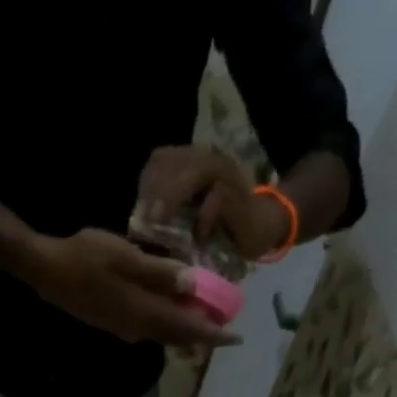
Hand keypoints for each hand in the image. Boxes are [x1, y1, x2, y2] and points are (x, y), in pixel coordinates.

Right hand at [28, 230, 241, 347]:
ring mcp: (124, 327)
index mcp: (144, 312)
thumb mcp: (127, 258)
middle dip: (202, 334)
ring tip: (203, 319)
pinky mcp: (114, 321)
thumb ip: (161, 273)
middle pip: (177, 337)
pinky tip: (170, 310)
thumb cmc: (86, 257)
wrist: (47, 271)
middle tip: (224, 329)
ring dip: (184, 330)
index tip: (236, 338)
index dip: (213, 333)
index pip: (187, 328)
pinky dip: (166, 322)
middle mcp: (137, 327)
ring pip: (163, 333)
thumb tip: (194, 286)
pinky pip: (149, 327)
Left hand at [136, 145, 288, 257]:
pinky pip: (217, 198)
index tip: (140, 215)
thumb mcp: (186, 222)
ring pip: (194, 171)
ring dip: (174, 198)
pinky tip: (199, 237)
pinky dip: (204, 218)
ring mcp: (224, 173)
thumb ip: (166, 219)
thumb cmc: (218, 230)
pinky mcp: (238, 194)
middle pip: (172, 161)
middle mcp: (206, 160)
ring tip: (163, 224)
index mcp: (191, 163)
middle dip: (155, 191)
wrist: (259, 229)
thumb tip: (137, 235)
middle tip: (145, 221)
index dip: (147, 184)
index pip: (160, 160)